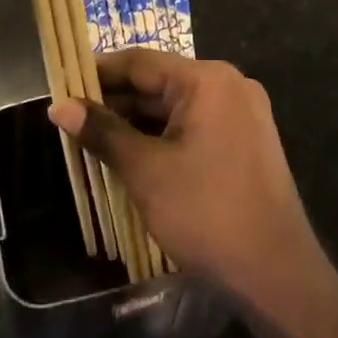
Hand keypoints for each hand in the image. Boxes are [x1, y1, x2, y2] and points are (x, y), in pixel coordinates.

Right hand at [49, 49, 329, 318]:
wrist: (278, 274)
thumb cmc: (207, 213)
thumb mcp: (146, 171)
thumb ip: (103, 132)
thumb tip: (59, 105)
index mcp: (208, 79)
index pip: (140, 62)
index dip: (97, 73)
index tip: (61, 86)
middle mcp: (228, 85)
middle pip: (158, 84)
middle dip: (114, 103)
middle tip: (70, 120)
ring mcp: (241, 114)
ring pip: (175, 108)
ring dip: (136, 124)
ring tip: (91, 141)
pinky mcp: (245, 142)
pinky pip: (194, 127)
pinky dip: (162, 138)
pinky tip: (131, 158)